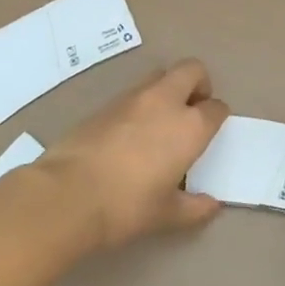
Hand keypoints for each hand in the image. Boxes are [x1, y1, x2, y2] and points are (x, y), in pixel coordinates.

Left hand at [36, 59, 229, 248]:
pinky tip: (130, 134)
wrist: (67, 195)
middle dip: (198, 84)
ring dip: (168, 90)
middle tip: (192, 110)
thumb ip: (194, 208)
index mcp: (190, 126)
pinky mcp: (104, 103)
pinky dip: (140, 104)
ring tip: (160, 123)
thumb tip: (211, 205)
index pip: (216, 108)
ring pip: (160, 76)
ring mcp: (132, 98)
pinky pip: (132, 94)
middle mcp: (165, 102)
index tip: (211, 132)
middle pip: (192, 70)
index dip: (217, 117)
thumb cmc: (127, 206)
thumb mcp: (166, 215)